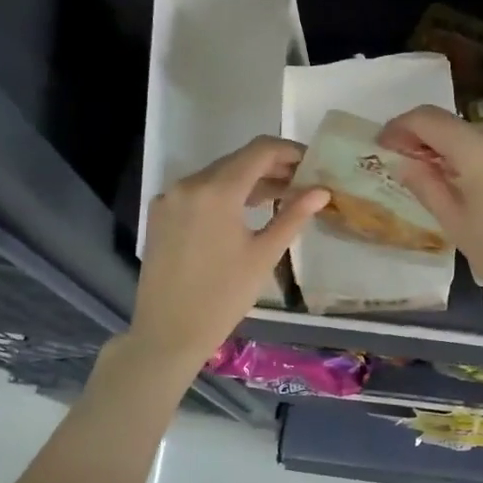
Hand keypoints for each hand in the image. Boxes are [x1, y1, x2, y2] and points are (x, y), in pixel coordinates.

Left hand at [132, 137, 328, 367]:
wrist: (169, 332)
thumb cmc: (224, 296)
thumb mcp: (264, 255)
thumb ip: (293, 216)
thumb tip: (322, 190)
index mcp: (217, 191)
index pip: (260, 150)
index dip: (289, 151)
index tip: (312, 164)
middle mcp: (189, 183)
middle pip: (237, 160)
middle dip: (271, 167)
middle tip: (301, 183)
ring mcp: (170, 197)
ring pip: (217, 174)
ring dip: (248, 180)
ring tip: (278, 198)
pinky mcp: (161, 213)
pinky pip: (198, 191)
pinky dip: (224, 193)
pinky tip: (243, 212)